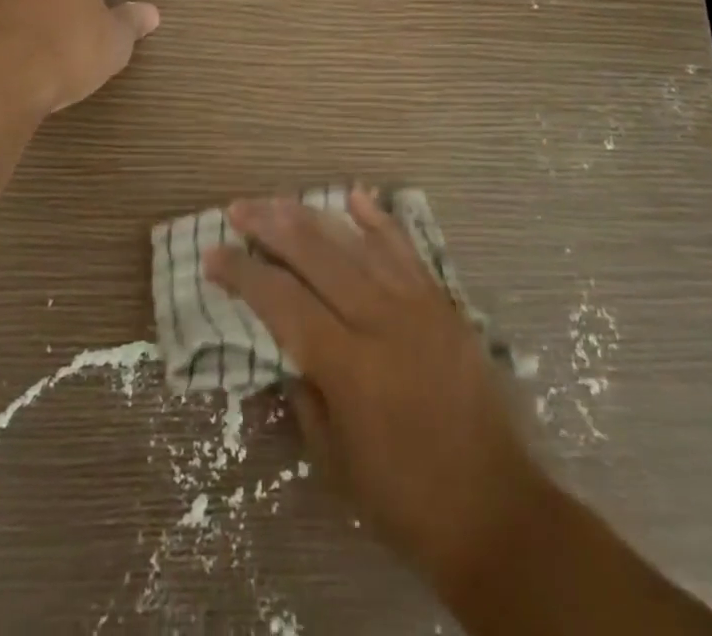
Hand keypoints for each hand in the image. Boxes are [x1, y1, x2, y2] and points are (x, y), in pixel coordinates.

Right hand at [204, 190, 538, 598]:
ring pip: (356, 245)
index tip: (213, 255)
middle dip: (271, 228)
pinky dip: (379, 221)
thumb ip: (304, 394)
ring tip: (278, 199)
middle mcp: (381, 322)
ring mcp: (418, 306)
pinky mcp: (443, 304)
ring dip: (312, 217)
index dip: (244, 275)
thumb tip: (285, 348)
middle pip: (316, 257)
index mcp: (349, 366)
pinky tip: (355, 197)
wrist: (498, 512)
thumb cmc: (405, 500)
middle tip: (238, 209)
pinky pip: (406, 251)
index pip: (283, 302)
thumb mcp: (335, 461)